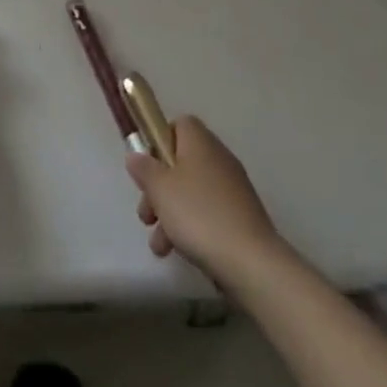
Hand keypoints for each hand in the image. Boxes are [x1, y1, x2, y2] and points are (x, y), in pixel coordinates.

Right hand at [126, 115, 282, 283]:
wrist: (251, 262)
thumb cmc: (199, 214)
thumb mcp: (160, 189)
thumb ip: (144, 169)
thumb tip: (135, 155)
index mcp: (200, 142)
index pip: (179, 125)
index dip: (159, 142)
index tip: (147, 168)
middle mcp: (218, 158)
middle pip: (181, 163)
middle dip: (159, 189)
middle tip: (147, 215)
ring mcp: (232, 189)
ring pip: (192, 192)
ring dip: (171, 214)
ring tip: (159, 246)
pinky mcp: (241, 217)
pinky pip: (208, 213)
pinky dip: (192, 228)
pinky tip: (179, 252)